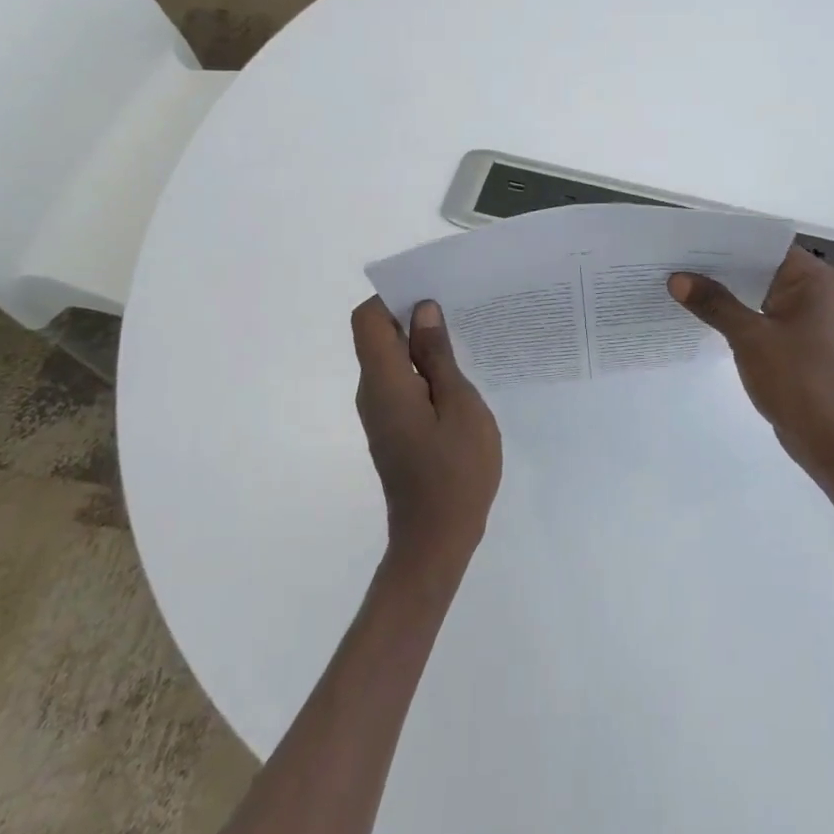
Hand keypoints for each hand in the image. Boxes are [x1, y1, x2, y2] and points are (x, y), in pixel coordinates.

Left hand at [351, 298, 501, 575]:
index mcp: (385, 383)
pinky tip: (459, 374)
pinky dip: (424, 368)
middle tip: (460, 308)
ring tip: (466, 336)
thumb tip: (423, 311)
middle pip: (378, 336)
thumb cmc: (455, 472)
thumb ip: (438, 357)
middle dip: (413, 315)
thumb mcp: (460, 406)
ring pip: (391, 359)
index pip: (367, 320)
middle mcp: (373, 393)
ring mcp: (381, 413)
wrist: (436, 541)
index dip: (392, 297)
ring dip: (421, 342)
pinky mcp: (393, 427)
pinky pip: (401, 381)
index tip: (432, 291)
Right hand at [669, 247, 833, 483]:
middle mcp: (812, 290)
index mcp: (811, 278)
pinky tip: (702, 313)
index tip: (688, 235)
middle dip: (719, 264)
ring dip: (725, 289)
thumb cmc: (799, 381)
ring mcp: (804, 317)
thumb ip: (714, 304)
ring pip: (758, 291)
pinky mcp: (796, 342)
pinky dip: (735, 312)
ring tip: (680, 280)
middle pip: (759, 265)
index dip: (727, 237)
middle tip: (674, 256)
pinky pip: (760, 315)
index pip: (764, 242)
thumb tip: (677, 278)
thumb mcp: (751, 338)